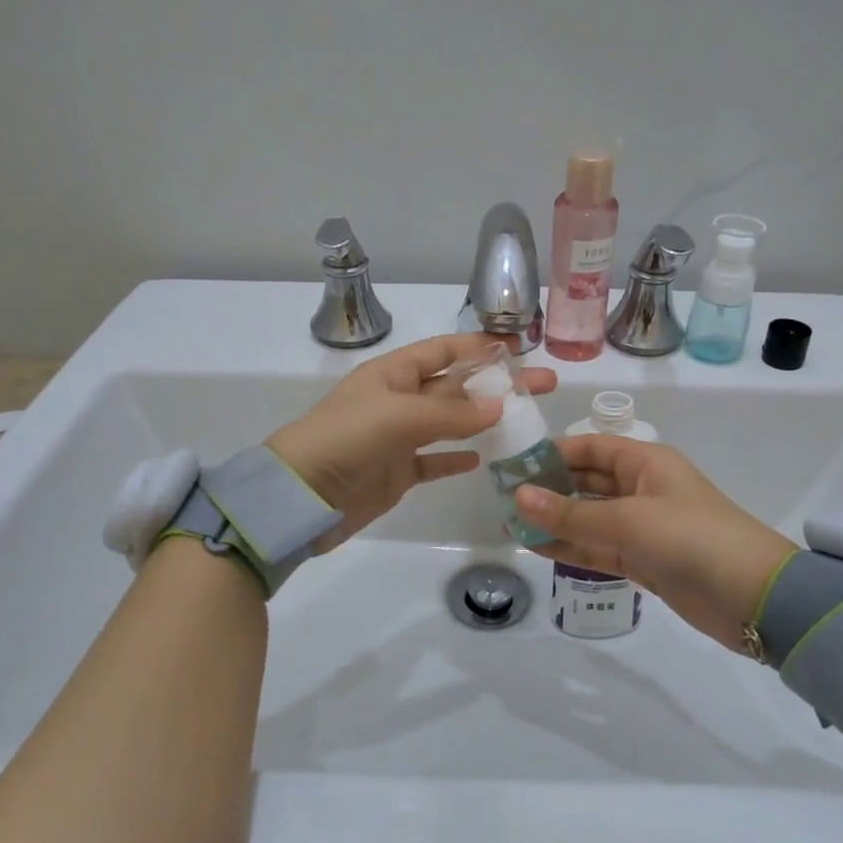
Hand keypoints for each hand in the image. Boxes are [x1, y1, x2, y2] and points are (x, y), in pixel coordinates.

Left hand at [267, 333, 556, 547]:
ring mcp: (397, 438)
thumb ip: (451, 412)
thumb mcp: (399, 416)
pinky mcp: (396, 473)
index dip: (479, 347)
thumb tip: (500, 407)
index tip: (518, 347)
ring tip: (525, 420)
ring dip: (483, 420)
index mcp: (393, 374)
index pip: (443, 351)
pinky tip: (482, 458)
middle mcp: (397, 400)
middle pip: (455, 387)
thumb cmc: (346, 439)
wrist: (300, 495)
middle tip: (543, 385)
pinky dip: (456, 458)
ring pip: (449, 423)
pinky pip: (433, 461)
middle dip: (496, 384)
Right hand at [514, 437, 793, 654]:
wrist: (754, 597)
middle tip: (503, 497)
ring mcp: (642, 527)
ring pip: (589, 518)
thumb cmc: (691, 538)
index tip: (512, 464)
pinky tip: (536, 548)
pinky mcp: (644, 560)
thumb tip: (518, 496)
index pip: (590, 448)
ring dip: (555, 521)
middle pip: (587, 483)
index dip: (552, 453)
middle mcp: (642, 488)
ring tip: (511, 523)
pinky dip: (571, 548)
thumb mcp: (627, 520)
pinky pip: (598, 548)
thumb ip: (570, 513)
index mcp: (645, 462)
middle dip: (549, 489)